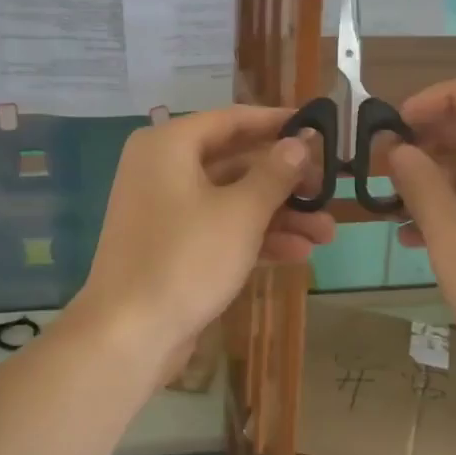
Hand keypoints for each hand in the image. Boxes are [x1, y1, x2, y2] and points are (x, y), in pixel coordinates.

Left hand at [74, 106, 331, 370]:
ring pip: (231, 198)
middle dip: (285, 181)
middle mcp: (162, 168)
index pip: (232, 119)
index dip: (277, 122)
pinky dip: (254, 236)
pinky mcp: (171, 245)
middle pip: (235, 161)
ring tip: (326, 233)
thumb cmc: (186, 258)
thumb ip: (275, 173)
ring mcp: (165, 209)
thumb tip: (299, 142)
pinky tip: (298, 253)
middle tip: (327, 190)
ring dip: (279, 214)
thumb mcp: (241, 213)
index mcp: (169, 145)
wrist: (128, 334)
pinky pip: (218, 227)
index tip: (317, 126)